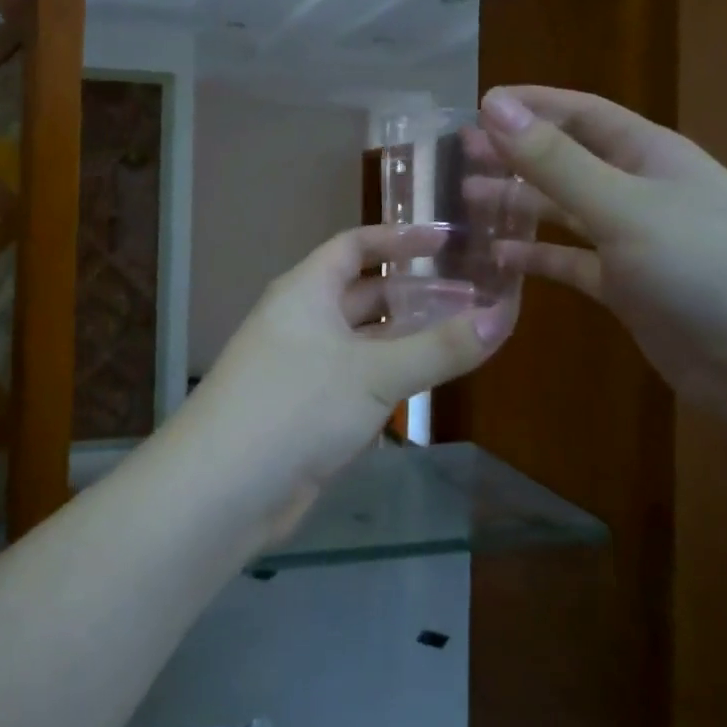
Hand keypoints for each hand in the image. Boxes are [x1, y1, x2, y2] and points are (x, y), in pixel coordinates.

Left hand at [187, 224, 513, 515]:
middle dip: (413, 293)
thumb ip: (438, 348)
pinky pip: (357, 379)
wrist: (224, 488)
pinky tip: (427, 384)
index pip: (354, 246)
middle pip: (364, 293)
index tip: (448, 240)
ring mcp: (303, 366)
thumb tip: (502, 317)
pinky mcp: (308, 409)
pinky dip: (390, 376)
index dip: (399, 239)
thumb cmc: (296, 406)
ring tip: (463, 336)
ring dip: (406, 338)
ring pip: (364, 341)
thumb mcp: (374, 373)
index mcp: (306, 290)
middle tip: (471, 297)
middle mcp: (302, 320)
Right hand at [480, 86, 726, 426]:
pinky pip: (571, 264)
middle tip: (458, 156)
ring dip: (519, 205)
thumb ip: (556, 161)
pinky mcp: (629, 290)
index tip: (477, 105)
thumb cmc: (711, 267)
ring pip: (563, 213)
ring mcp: (635, 243)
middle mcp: (641, 191)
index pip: (581, 113)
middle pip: (567, 161)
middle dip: (516, 155)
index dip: (531, 105)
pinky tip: (500, 260)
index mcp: (649, 156)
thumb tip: (494, 106)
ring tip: (467, 202)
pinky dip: (537, 260)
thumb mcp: (625, 207)